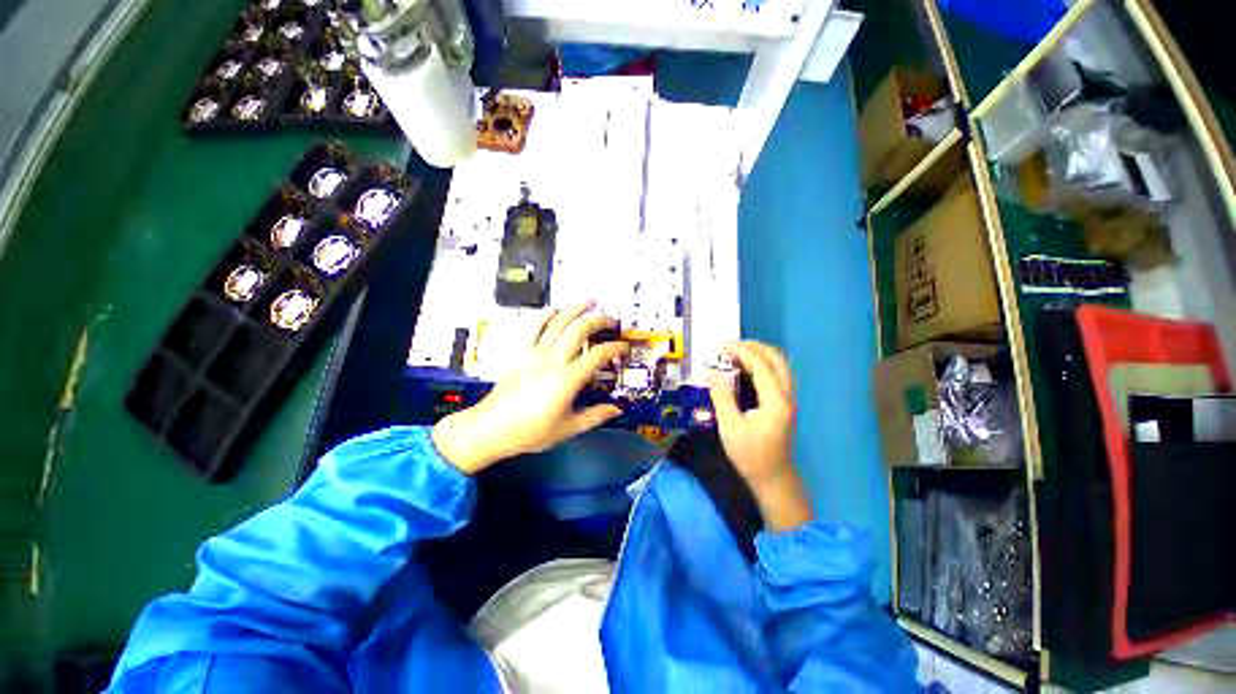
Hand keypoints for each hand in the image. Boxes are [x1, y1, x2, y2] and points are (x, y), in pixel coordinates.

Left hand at [432, 300, 629, 473]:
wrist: (490, 428)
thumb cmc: (530, 431)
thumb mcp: (567, 428)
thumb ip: (594, 416)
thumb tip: (616, 409)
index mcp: (567, 379)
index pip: (597, 355)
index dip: (614, 348)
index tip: (623, 347)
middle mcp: (552, 360)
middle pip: (579, 330)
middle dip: (597, 320)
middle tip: (610, 319)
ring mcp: (534, 352)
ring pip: (558, 322)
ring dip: (575, 308)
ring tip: (589, 300)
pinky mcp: (521, 351)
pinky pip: (534, 326)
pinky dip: (547, 314)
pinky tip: (556, 309)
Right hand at [708, 341, 812, 530]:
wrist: (773, 478)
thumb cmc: (750, 455)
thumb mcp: (730, 427)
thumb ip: (721, 396)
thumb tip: (710, 372)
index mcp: (775, 402)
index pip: (761, 366)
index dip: (742, 352)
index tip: (723, 345)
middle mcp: (787, 396)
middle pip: (777, 359)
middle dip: (755, 347)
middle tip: (732, 345)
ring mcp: (789, 399)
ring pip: (781, 365)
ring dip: (762, 353)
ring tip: (739, 351)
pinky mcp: (786, 404)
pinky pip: (779, 374)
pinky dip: (765, 364)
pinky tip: (749, 367)